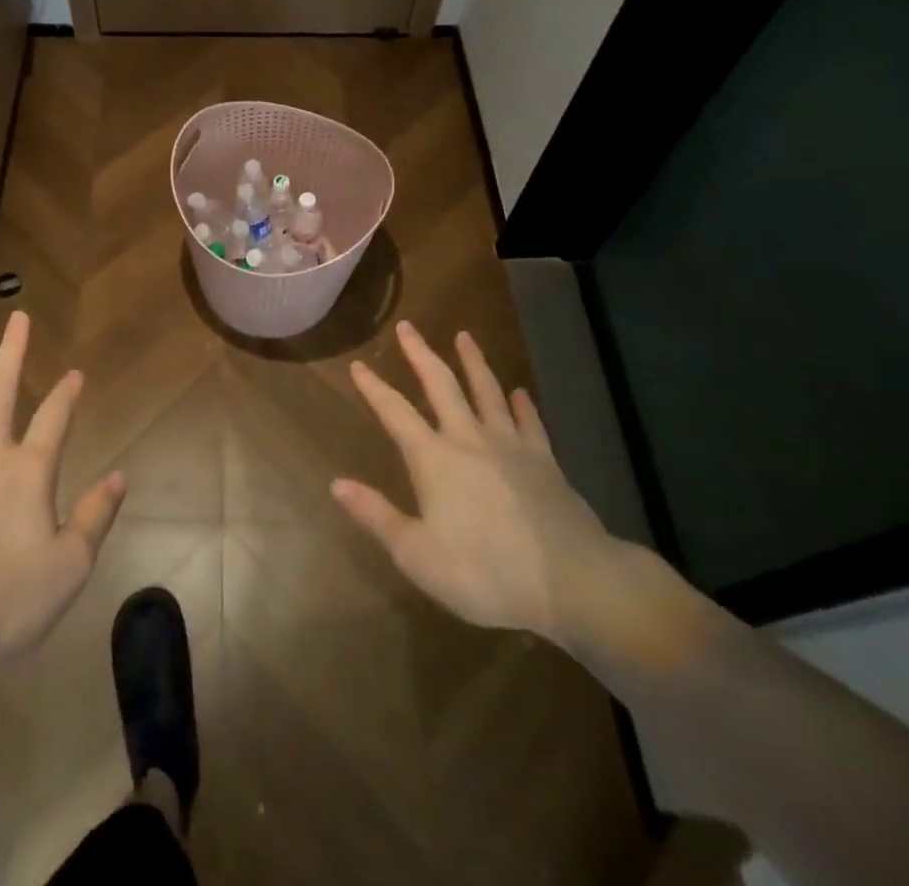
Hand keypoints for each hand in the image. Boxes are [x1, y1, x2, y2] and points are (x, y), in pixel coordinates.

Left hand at [0, 312, 126, 657]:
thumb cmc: (3, 600)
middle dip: (12, 353)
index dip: (67, 394)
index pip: (55, 420)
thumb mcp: (68, 568)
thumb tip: (120, 476)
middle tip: (17, 317)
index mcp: (29, 473)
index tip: (75, 372)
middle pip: (1, 394)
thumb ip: (94, 517)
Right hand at [332, 321, 622, 644]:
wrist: (572, 581)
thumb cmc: (486, 572)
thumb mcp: (418, 555)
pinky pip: (530, 422)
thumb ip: (376, 516)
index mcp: (434, 459)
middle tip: (408, 326)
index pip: (395, 413)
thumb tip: (336, 483)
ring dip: (473, 362)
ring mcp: (511, 446)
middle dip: (420, 354)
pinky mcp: (545, 461)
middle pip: (441, 385)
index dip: (374, 388)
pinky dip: (522, 404)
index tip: (358, 364)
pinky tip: (520, 392)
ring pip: (487, 391)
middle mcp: (469, 439)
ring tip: (464, 336)